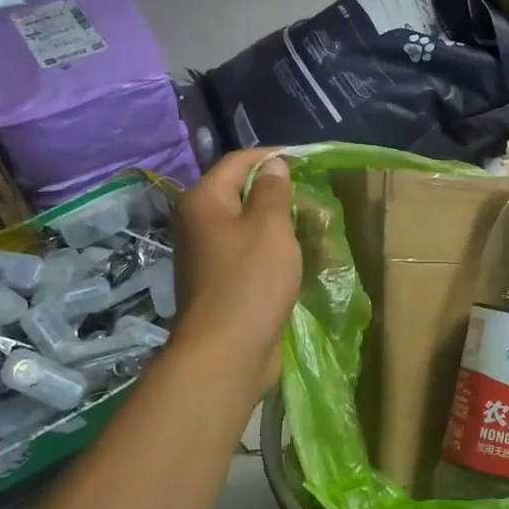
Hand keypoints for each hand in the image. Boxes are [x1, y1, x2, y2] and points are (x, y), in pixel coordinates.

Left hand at [171, 149, 301, 395]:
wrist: (226, 352)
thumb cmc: (250, 281)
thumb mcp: (270, 227)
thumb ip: (272, 191)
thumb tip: (272, 165)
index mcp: (203, 201)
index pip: (238, 161)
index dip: (272, 156)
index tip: (306, 160)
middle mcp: (197, 224)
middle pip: (238, 193)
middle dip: (275, 192)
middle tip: (312, 197)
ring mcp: (205, 257)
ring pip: (244, 226)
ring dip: (275, 224)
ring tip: (309, 226)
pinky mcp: (218, 285)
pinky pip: (246, 255)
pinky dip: (269, 251)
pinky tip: (293, 258)